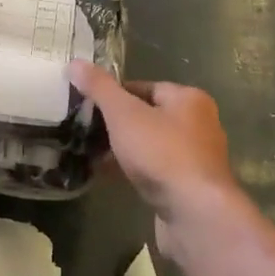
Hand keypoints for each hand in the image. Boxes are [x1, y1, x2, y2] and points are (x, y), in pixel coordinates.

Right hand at [69, 61, 238, 232]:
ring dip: (123, 149)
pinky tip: (109, 176)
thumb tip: (75, 62)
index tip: (86, 106)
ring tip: (91, 154)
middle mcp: (198, 124)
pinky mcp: (189, 186)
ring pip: (150, 145)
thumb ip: (99, 88)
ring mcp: (196, 157)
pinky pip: (155, 169)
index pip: (144, 87)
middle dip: (116, 124)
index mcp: (189, 99)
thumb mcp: (124, 114)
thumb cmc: (161, 153)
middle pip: (148, 116)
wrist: (195, 213)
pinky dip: (133, 170)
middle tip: (85, 131)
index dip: (113, 94)